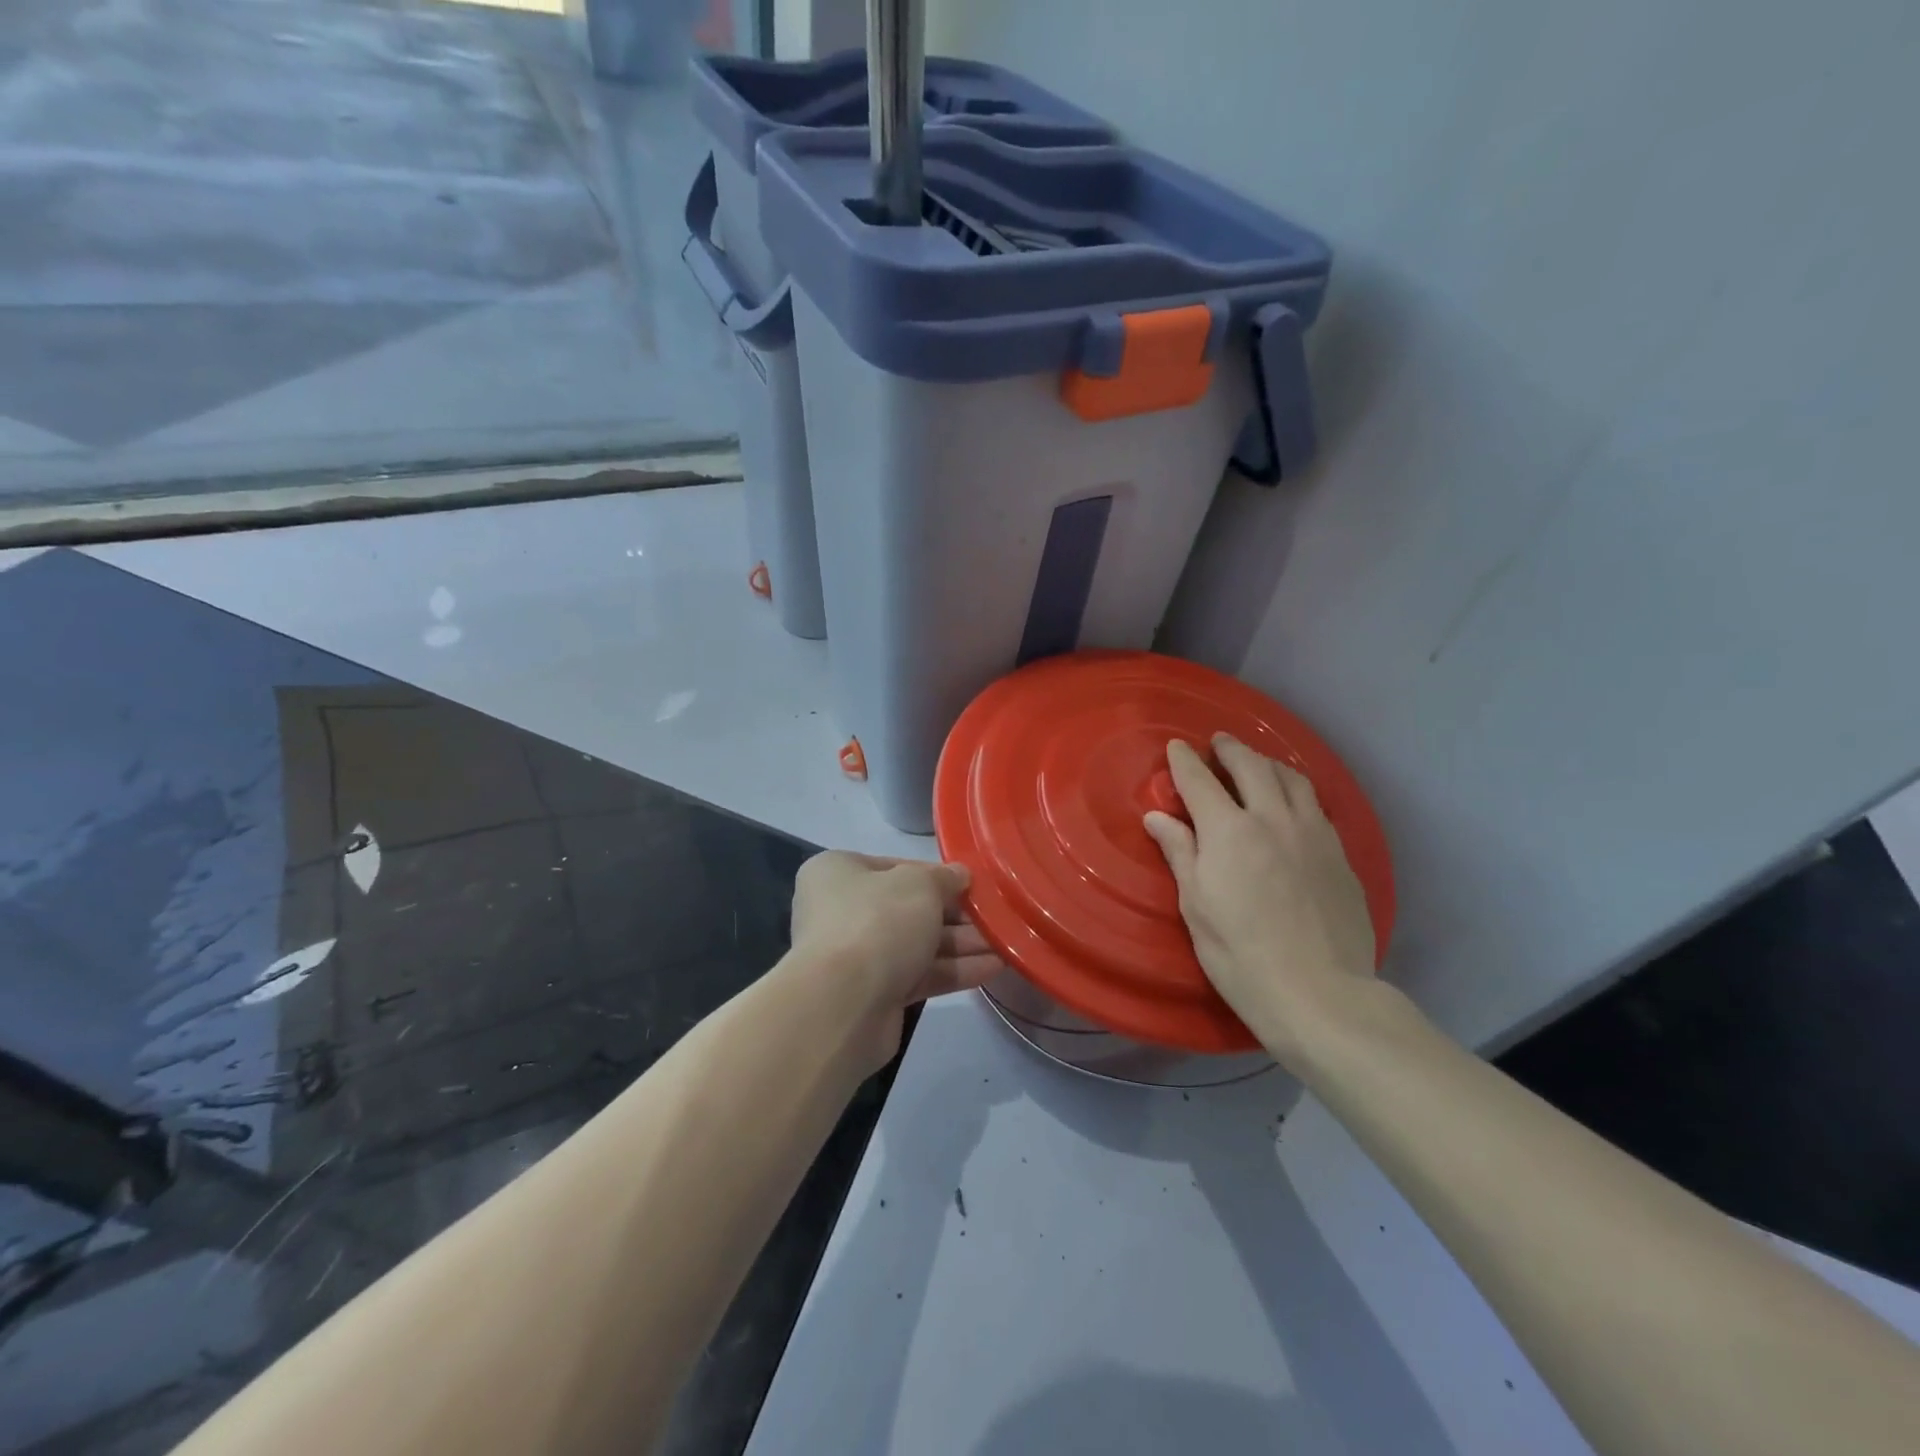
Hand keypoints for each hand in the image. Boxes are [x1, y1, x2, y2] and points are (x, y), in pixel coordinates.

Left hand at [788, 851, 1003, 1072]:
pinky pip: (919, 975)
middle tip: (995, 916)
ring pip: (917, 944)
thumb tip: (960, 876)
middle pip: (908, 907)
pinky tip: (993, 967)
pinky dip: (953, 970)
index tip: (971, 883)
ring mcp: (856, 955)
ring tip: (1005, 942)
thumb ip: (944, 878)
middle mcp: (842, 910)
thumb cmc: (878, 921)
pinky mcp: (874, 994)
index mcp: (839, 872)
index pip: (895, 867)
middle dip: (955, 914)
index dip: (936, 875)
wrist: (843, 1004)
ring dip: (961, 943)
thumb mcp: (920, 884)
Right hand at [1143, 735, 1375, 1067]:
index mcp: (1229, 831)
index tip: (1176, 747)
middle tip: (1218, 744)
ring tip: (1256, 764)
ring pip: (1291, 778)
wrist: (1320, 992)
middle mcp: (1273, 818)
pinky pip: (1315, 805)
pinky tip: (1292, 803)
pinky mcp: (1340, 854)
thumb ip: (1180, 853)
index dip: (1185, 760)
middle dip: (1230, 749)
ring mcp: (1313, 833)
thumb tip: (1157, 816)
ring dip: (1267, 763)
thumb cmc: (1240, 954)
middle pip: (1251, 766)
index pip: (1200, 780)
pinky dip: (1295, 790)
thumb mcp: (1196, 906)